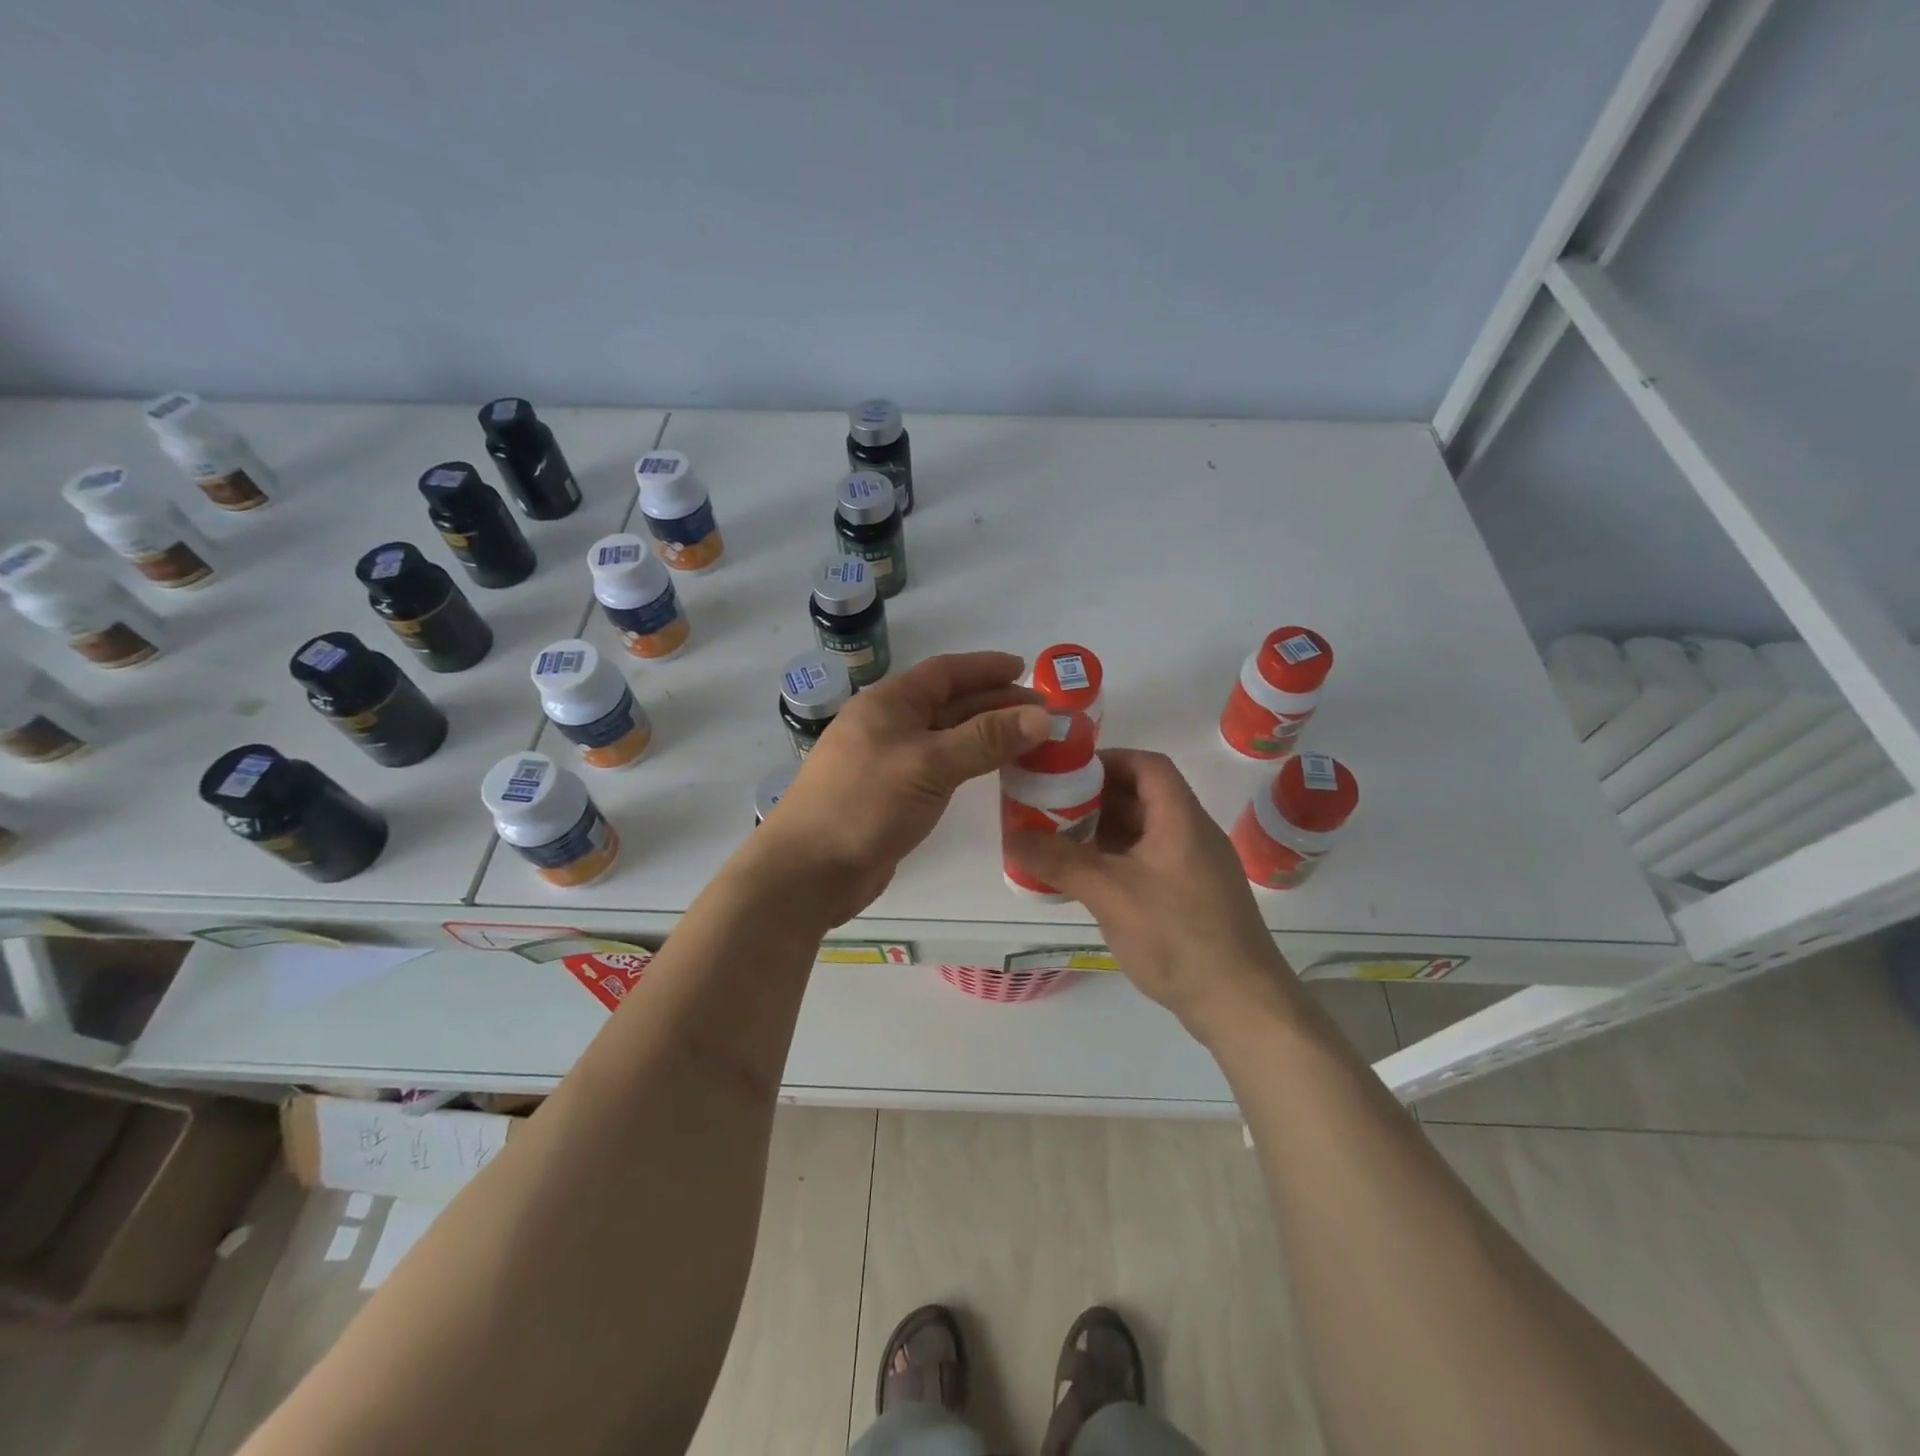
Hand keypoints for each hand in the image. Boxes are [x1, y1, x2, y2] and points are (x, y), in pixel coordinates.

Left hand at [754, 652, 1050, 926]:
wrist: (808, 871)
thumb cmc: (865, 804)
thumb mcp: (929, 764)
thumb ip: (986, 739)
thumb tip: (1042, 716)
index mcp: (888, 703)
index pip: (945, 672)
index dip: (985, 668)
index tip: (1025, 670)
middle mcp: (888, 725)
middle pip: (949, 704)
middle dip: (994, 703)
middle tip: (1042, 713)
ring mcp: (888, 762)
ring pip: (946, 738)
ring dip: (985, 735)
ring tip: (1028, 740)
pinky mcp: (892, 796)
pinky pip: (940, 769)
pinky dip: (968, 764)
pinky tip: (992, 772)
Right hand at [1005, 749, 1301, 1039]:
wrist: (1240, 1004)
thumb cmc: (1178, 935)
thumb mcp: (1110, 893)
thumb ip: (1059, 861)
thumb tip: (1010, 836)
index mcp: (1181, 818)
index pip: (1147, 765)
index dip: (1108, 759)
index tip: (1066, 771)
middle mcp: (1191, 834)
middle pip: (1142, 797)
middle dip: (1095, 797)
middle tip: (1051, 806)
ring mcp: (1194, 868)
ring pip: (1144, 833)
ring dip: (1103, 831)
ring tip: (1058, 839)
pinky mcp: (1191, 897)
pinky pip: (1148, 862)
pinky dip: (1116, 860)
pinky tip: (1086, 879)